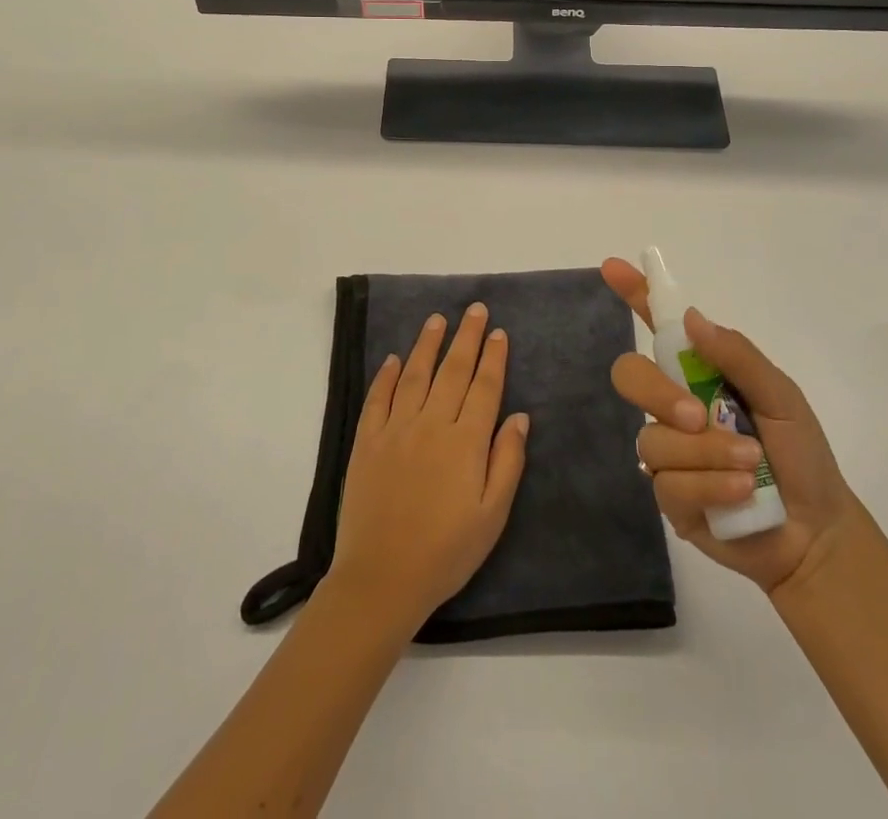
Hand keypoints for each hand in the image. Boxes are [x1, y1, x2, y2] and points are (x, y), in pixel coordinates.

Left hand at [327, 302, 529, 633]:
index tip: (498, 332)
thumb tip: (520, 416)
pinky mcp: (367, 441)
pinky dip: (386, 375)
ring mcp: (396, 429)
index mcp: (465, 441)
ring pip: (414, 374)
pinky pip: (378, 398)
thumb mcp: (492, 515)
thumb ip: (507, 461)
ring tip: (437, 319)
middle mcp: (431, 424)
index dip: (493, 357)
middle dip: (466, 337)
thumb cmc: (446, 551)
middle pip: (452, 370)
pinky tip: (393, 358)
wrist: (382, 579)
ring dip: (427, 344)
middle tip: (474, 308)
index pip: (484, 387)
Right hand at [603, 258, 854, 594]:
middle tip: (698, 416)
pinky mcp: (669, 497)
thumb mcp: (781, 396)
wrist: (815, 532)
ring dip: (706, 453)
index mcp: (700, 372)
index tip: (612, 267)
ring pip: (654, 438)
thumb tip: (691, 319)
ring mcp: (669, 451)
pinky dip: (710, 485)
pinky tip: (740, 493)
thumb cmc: (801, 454)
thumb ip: (738, 356)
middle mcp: (674, 405)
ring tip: (750, 467)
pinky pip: (668, 483)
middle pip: (630, 376)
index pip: (658, 326)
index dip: (635, 294)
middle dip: (658, 393)